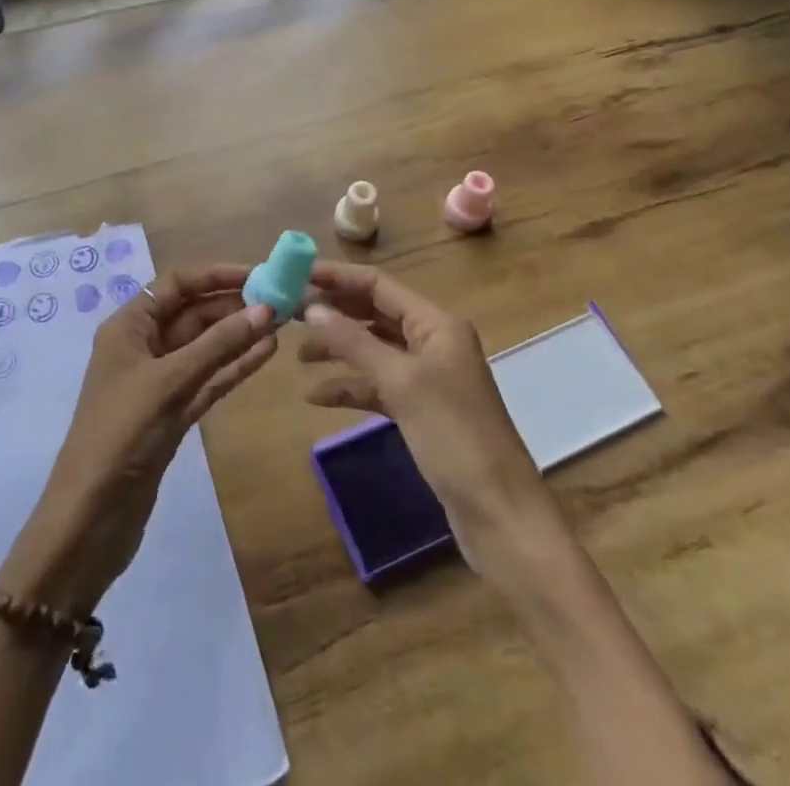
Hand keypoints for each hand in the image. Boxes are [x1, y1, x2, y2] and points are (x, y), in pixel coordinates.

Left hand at [0, 266, 276, 615]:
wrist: (91, 519)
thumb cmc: (121, 434)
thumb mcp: (169, 382)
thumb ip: (218, 345)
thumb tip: (265, 309)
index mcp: (128, 326)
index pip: (177, 284)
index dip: (217, 274)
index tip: (259, 273)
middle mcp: (143, 345)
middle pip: (194, 313)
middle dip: (234, 305)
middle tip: (282, 299)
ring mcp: (160, 381)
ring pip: (206, 347)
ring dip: (240, 335)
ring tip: (283, 321)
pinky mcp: (174, 413)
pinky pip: (209, 378)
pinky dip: (234, 366)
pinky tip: (266, 353)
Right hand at [298, 262, 556, 573]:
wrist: (500, 514)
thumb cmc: (454, 436)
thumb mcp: (400, 383)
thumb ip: (354, 343)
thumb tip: (311, 308)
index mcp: (436, 324)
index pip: (378, 285)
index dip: (337, 277)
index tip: (296, 275)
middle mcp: (432, 342)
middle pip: (374, 314)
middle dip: (334, 312)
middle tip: (289, 313)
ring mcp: (427, 377)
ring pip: (373, 349)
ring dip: (338, 349)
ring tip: (298, 355)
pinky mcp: (420, 410)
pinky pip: (377, 386)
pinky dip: (350, 387)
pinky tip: (316, 397)